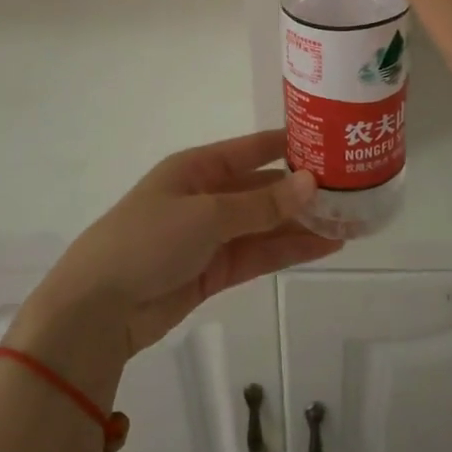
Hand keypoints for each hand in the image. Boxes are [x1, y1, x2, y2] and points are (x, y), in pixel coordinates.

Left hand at [14, 132, 337, 378]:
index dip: (289, 145)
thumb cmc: (147, 241)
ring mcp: (211, 236)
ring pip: (266, 225)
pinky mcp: (214, 271)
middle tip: (353, 192)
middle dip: (303, 192)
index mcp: (197, 167)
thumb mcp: (206, 214)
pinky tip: (324, 246)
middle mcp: (206, 196)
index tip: (332, 143)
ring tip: (350, 222)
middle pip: (263, 189)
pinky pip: (258, 254)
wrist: (98, 308)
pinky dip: (288, 251)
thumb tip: (311, 182)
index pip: (252, 149)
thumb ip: (261, 204)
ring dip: (302, 224)